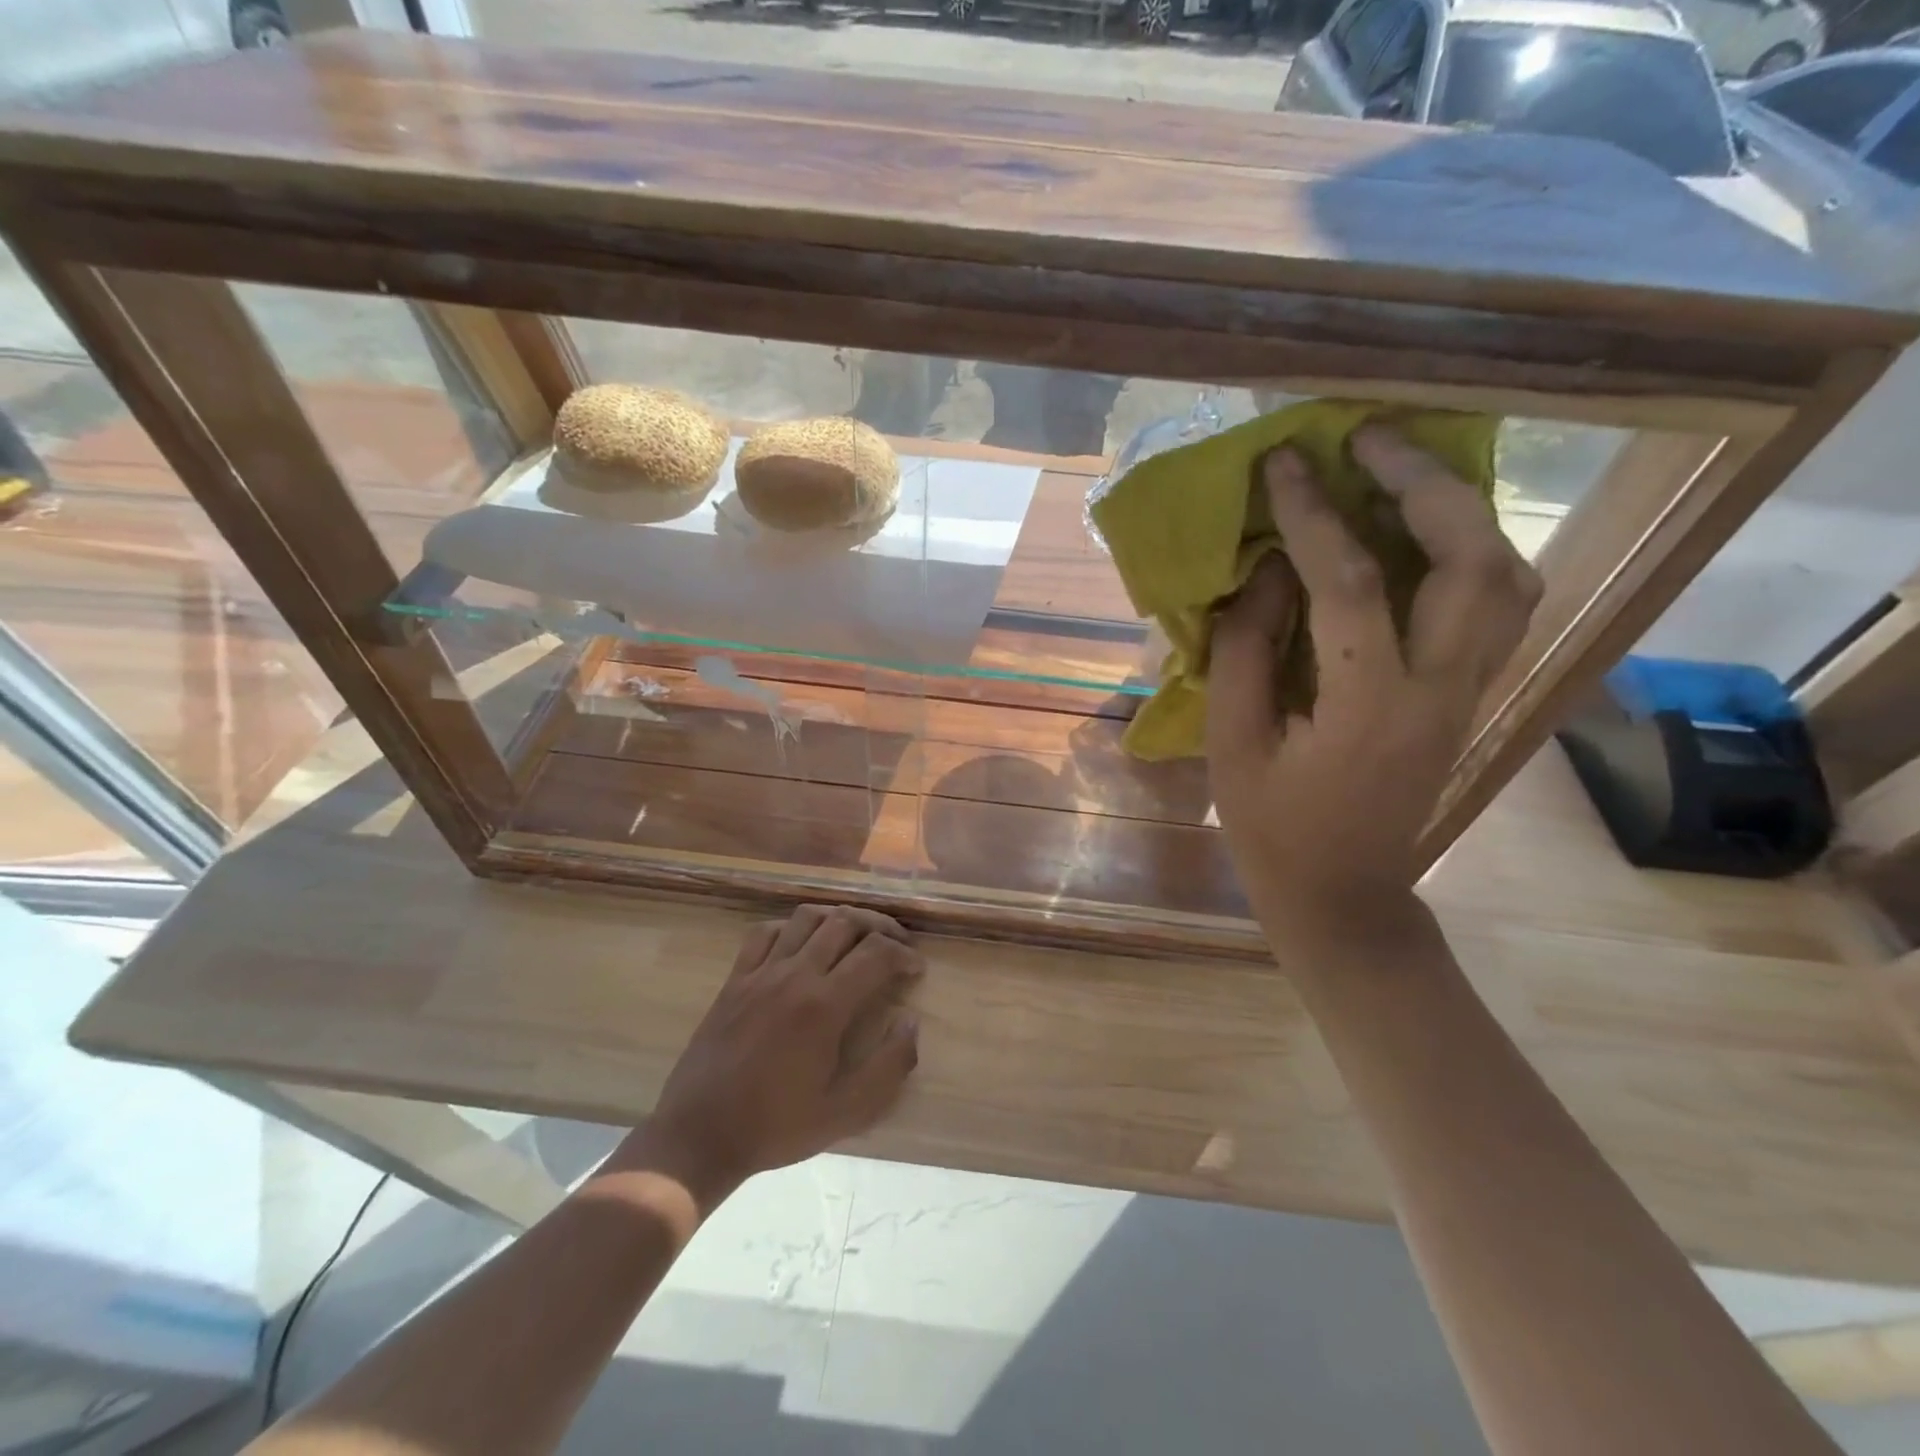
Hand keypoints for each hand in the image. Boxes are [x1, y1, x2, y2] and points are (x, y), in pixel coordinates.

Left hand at [618, 906, 922, 1204]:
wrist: (699, 1135)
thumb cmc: (776, 1126)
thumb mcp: (845, 1113)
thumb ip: (888, 1067)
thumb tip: (910, 1022)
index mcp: (824, 1006)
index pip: (876, 953)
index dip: (904, 954)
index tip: (916, 969)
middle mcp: (795, 975)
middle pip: (845, 922)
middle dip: (880, 926)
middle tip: (896, 944)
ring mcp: (761, 972)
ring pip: (807, 917)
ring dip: (839, 918)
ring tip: (856, 936)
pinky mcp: (735, 978)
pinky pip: (766, 931)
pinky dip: (792, 926)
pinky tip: (803, 943)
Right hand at [1206, 426, 1540, 932]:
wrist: (1344, 893)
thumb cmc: (1272, 827)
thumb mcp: (1232, 744)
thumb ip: (1247, 651)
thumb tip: (1266, 571)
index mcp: (1368, 708)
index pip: (1347, 583)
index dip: (1311, 514)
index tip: (1283, 461)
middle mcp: (1441, 690)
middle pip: (1473, 561)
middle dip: (1424, 484)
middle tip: (1369, 440)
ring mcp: (1468, 693)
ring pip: (1508, 577)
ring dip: (1461, 512)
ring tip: (1401, 475)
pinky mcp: (1470, 697)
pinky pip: (1498, 605)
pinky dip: (1471, 552)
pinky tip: (1424, 536)